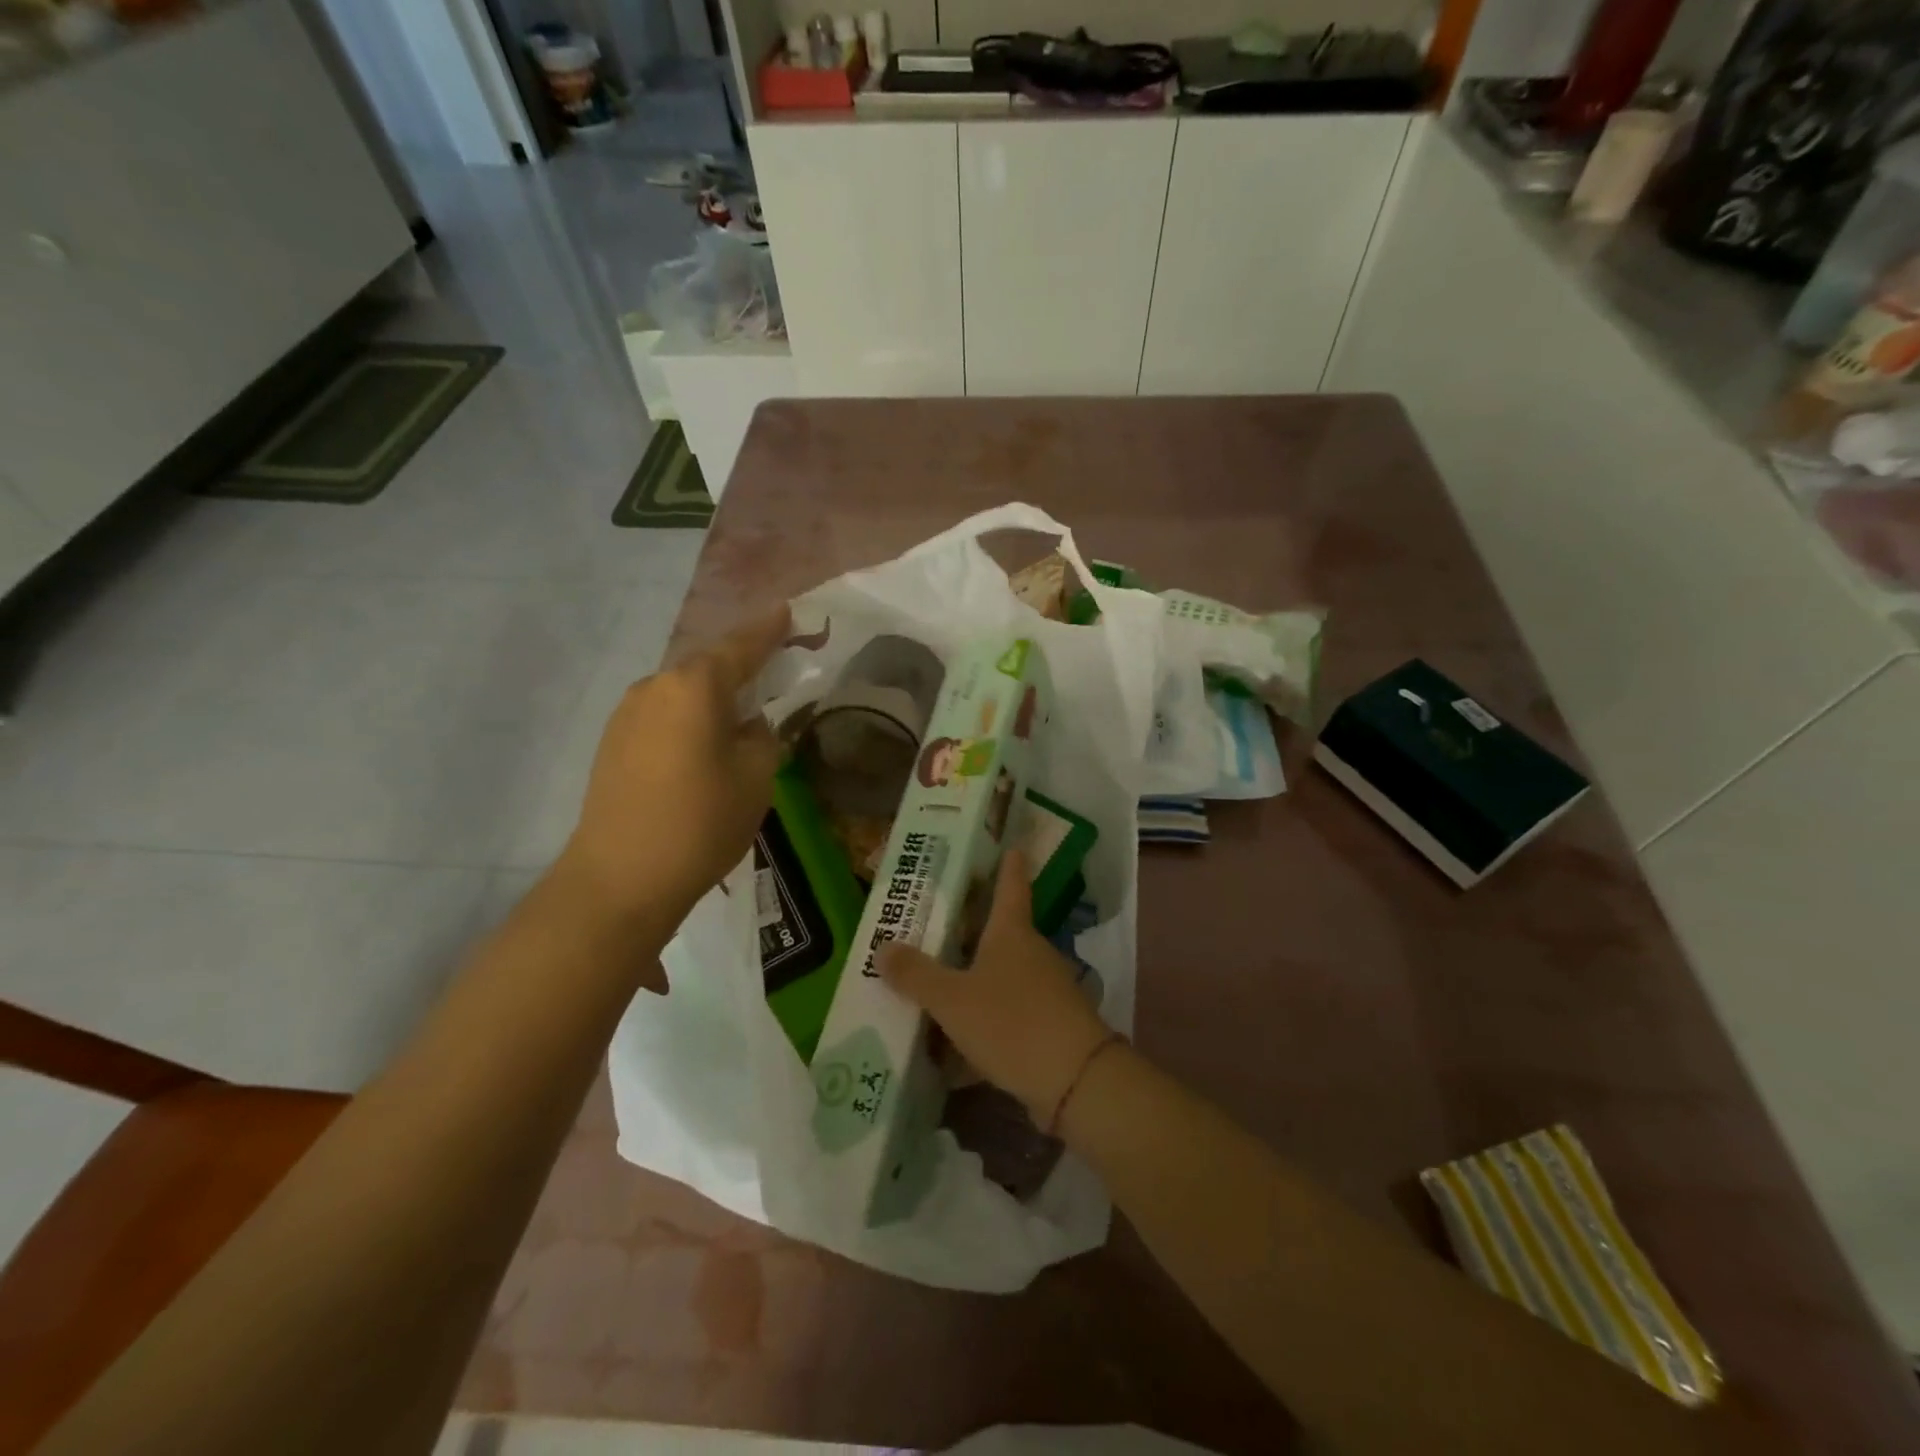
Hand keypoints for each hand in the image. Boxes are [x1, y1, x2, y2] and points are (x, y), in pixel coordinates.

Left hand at [559, 609, 788, 930]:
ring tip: (737, 724)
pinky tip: (700, 751)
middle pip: (707, 667)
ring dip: (711, 700)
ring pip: (682, 693)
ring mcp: (626, 714)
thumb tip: (747, 725)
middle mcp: (655, 686)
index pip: (741, 646)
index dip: (769, 630)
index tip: (788, 612)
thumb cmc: (702, 821)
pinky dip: (687, 722)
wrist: (621, 878)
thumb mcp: (756, 776)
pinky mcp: (612, 743)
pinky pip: (662, 716)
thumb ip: (761, 737)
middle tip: (770, 676)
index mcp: (695, 685)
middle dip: (740, 668)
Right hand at [878, 850, 1110, 1122]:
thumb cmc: (1012, 1022)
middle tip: (934, 923)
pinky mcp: (1047, 1026)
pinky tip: (952, 1049)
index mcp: (1012, 932)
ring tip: (933, 986)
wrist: (1075, 1081)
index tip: (1010, 845)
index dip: (1009, 865)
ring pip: (1000, 975)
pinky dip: (982, 1021)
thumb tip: (883, 947)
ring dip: (972, 978)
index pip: (1011, 885)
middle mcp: (1031, 953)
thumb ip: (917, 975)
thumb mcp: (953, 1000)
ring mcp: (1044, 990)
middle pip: (999, 931)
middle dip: (970, 928)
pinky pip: (1006, 1014)